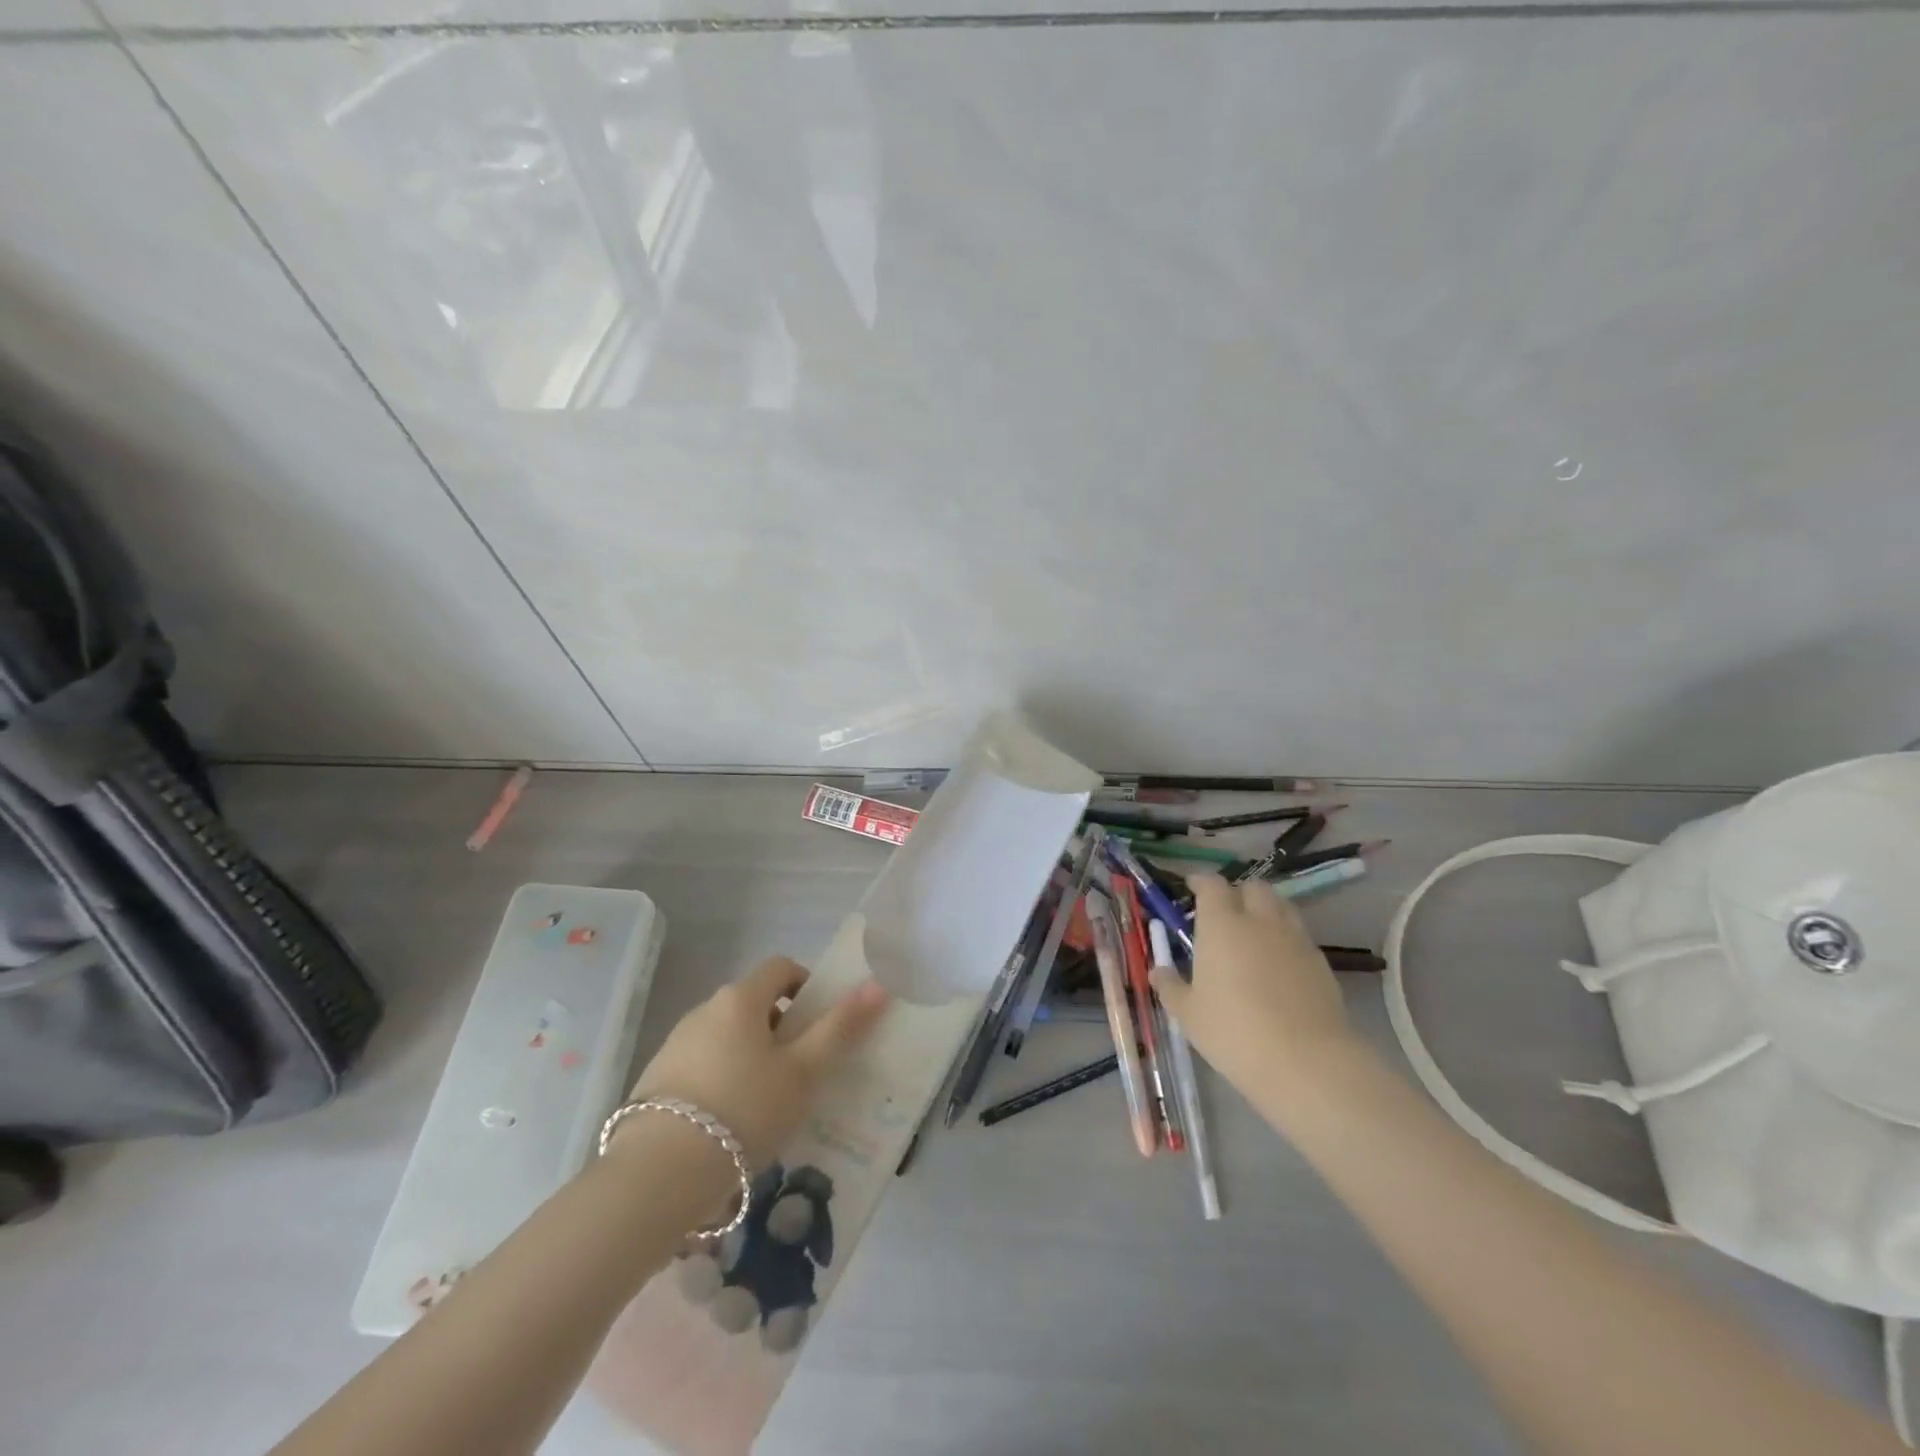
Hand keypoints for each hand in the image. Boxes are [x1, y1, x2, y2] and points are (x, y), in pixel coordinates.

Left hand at [626, 958, 888, 1168]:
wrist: (659, 1174)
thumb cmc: (745, 1109)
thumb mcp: (802, 1072)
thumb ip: (840, 1028)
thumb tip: (877, 986)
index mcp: (740, 998)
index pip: (781, 967)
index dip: (807, 985)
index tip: (821, 1023)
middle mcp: (704, 1010)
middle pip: (753, 1003)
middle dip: (781, 1028)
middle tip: (802, 1070)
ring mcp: (674, 1044)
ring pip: (727, 1037)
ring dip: (751, 1056)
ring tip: (769, 1103)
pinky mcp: (655, 1080)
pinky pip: (702, 1066)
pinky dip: (723, 1080)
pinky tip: (731, 1124)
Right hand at [1150, 873, 1358, 1096]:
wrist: (1306, 1061)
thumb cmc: (1234, 1031)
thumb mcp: (1189, 1014)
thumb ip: (1171, 987)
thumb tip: (1158, 972)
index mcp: (1221, 924)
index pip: (1212, 885)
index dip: (1201, 882)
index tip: (1192, 887)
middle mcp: (1260, 921)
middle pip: (1253, 887)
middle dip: (1238, 893)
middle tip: (1225, 913)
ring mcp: (1295, 939)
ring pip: (1282, 907)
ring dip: (1266, 911)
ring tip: (1254, 934)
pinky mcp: (1321, 962)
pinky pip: (1300, 936)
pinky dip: (1287, 939)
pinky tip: (1279, 965)